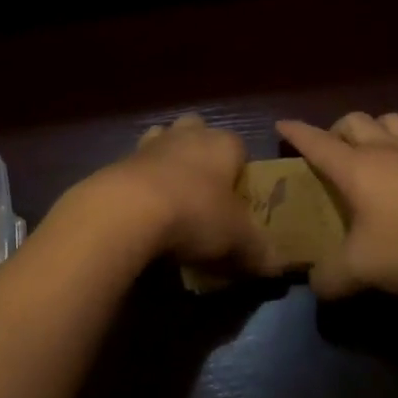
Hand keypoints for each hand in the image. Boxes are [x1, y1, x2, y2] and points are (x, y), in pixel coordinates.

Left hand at [68, 114, 276, 273]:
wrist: (127, 210)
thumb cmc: (195, 213)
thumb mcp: (237, 239)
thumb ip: (259, 250)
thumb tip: (277, 266)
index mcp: (222, 144)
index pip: (239, 146)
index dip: (240, 169)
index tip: (238, 198)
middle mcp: (188, 135)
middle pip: (198, 131)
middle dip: (201, 152)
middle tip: (205, 189)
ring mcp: (151, 144)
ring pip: (164, 140)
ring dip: (168, 161)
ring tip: (171, 197)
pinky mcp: (120, 161)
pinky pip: (137, 166)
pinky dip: (141, 182)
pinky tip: (143, 211)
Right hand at [277, 111, 397, 298]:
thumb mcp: (364, 268)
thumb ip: (332, 276)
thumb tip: (315, 284)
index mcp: (356, 166)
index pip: (317, 141)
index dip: (296, 133)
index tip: (281, 126)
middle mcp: (384, 150)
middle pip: (353, 121)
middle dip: (334, 130)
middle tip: (328, 152)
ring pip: (388, 121)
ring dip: (371, 130)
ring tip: (367, 153)